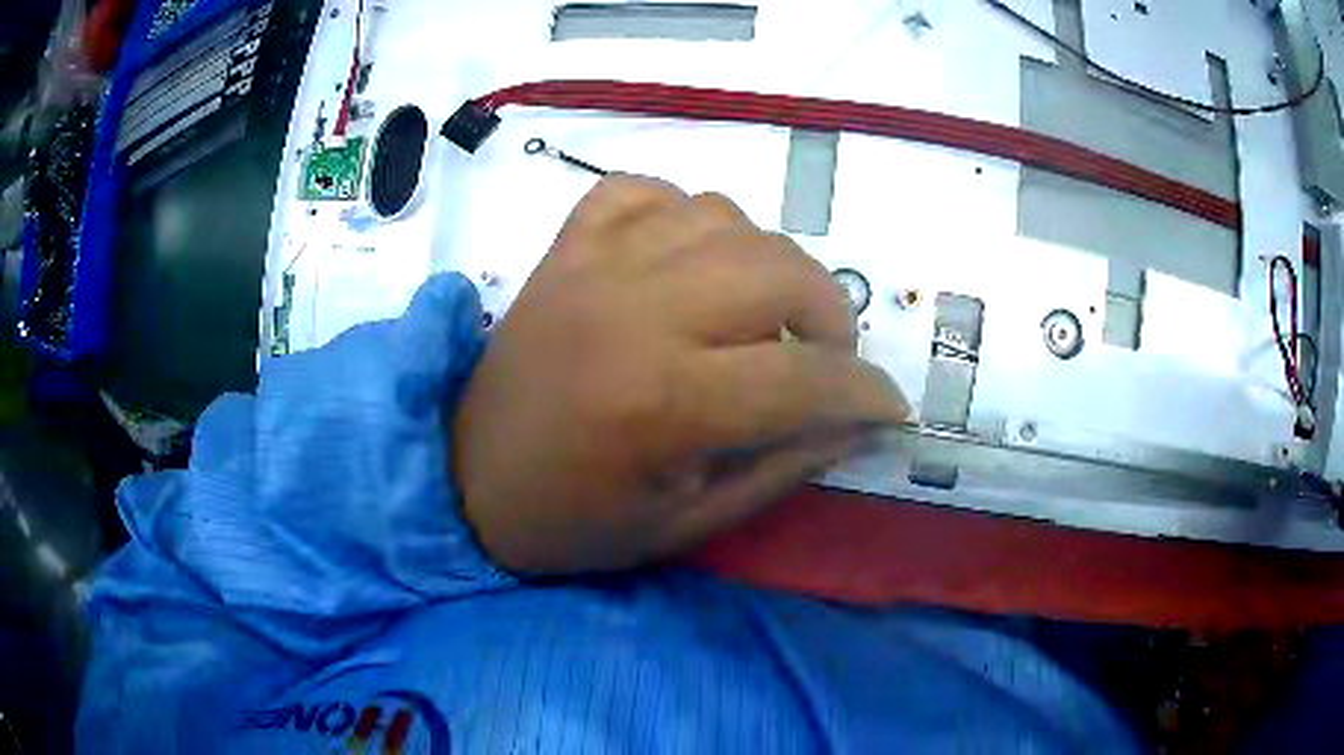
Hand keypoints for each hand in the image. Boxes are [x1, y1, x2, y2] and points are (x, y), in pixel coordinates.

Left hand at [452, 175, 909, 573]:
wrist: (465, 481)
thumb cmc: (573, 521)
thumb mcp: (687, 523)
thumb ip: (782, 468)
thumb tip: (858, 424)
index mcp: (663, 403)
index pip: (804, 377)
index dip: (864, 392)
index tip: (888, 406)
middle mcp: (633, 313)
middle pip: (776, 271)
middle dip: (829, 315)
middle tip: (826, 358)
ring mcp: (594, 266)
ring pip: (723, 216)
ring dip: (767, 262)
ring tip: (761, 313)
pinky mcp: (566, 247)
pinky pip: (644, 191)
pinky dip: (684, 215)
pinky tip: (689, 259)